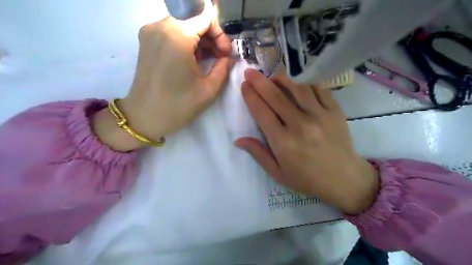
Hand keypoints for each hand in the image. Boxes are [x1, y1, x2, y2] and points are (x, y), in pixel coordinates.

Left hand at [93, 4, 232, 150]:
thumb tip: (229, 57)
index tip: (225, 54)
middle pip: (194, 19)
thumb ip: (223, 67)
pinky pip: (173, 32)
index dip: (220, 35)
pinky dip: (187, 42)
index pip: (206, 17)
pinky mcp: (147, 40)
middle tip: (220, 58)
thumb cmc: (178, 105)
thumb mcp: (208, 89)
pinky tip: (193, 60)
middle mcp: (161, 26)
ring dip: (200, 40)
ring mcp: (151, 31)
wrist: (144, 116)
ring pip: (184, 24)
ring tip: (208, 61)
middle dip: (211, 37)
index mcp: (177, 36)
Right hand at [235, 69, 378, 213]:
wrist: (344, 179)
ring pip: (296, 88)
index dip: (251, 97)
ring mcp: (319, 115)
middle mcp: (300, 125)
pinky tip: (297, 81)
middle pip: (275, 97)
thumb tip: (238, 140)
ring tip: (272, 75)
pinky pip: (318, 89)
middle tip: (250, 72)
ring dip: (281, 78)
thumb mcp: (278, 173)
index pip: (262, 112)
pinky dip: (305, 82)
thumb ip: (258, 154)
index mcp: (283, 142)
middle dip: (259, 82)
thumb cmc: (307, 179)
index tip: (244, 85)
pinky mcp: (335, 111)